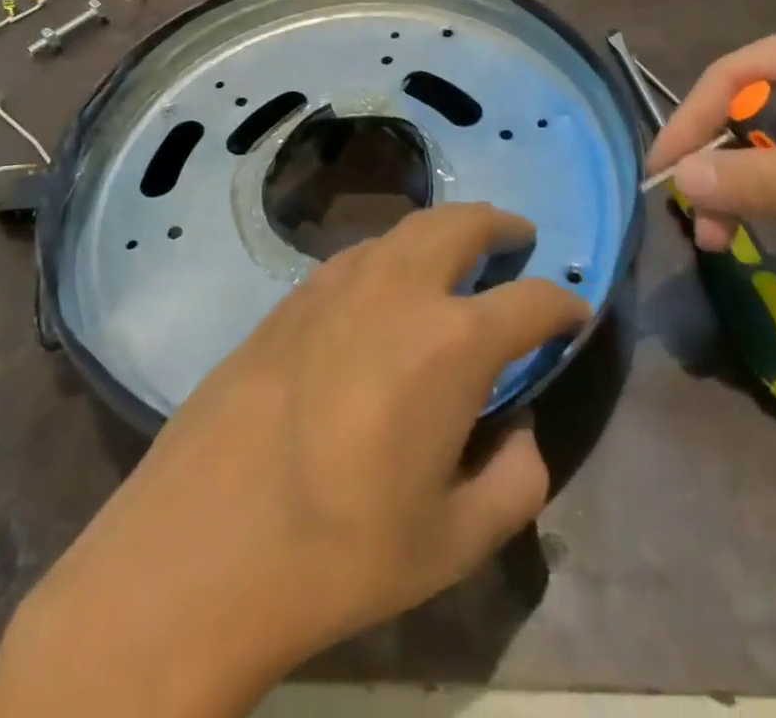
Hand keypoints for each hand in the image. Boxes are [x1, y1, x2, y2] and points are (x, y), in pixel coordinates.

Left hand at [0, 203, 585, 717]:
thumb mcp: (454, 542)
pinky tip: (387, 289)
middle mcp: (399, 288)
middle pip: (463, 224)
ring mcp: (338, 281)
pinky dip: (393, 254)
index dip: (564, 303)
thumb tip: (520, 433)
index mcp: (452, 341)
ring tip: (458, 254)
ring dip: (444, 231)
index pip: (531, 301)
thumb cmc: (339, 551)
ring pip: (407, 229)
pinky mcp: (292, 294)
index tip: (575, 311)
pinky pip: (360, 254)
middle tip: (518, 239)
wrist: (201, 543)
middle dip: (501, 226)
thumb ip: (515, 481)